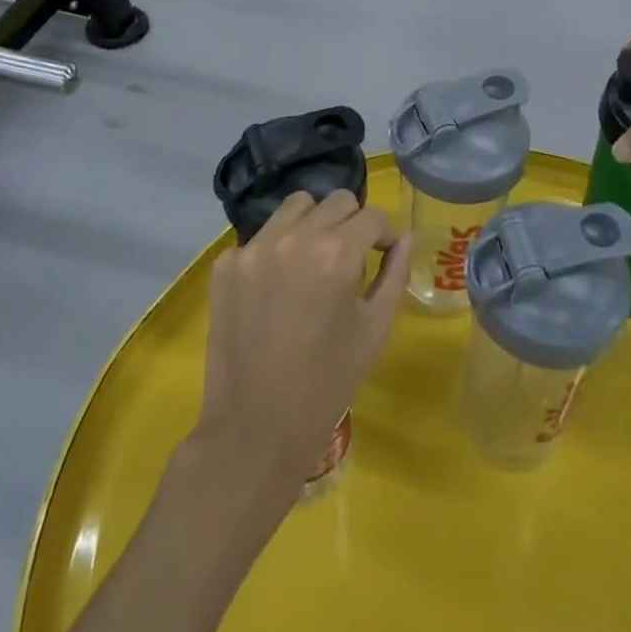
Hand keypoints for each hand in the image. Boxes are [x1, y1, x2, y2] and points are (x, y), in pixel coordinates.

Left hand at [192, 190, 410, 487]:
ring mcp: (254, 247)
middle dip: (351, 224)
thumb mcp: (374, 330)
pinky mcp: (226, 265)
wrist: (255, 429)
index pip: (372, 215)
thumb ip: (395, 275)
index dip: (383, 234)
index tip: (381, 255)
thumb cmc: (327, 384)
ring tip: (312, 262)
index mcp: (336, 253)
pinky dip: (276, 250)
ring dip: (313, 224)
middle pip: (336, 201)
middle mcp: (294, 238)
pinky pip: (261, 236)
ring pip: (295, 206)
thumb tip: (404, 237)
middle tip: (349, 260)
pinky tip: (277, 287)